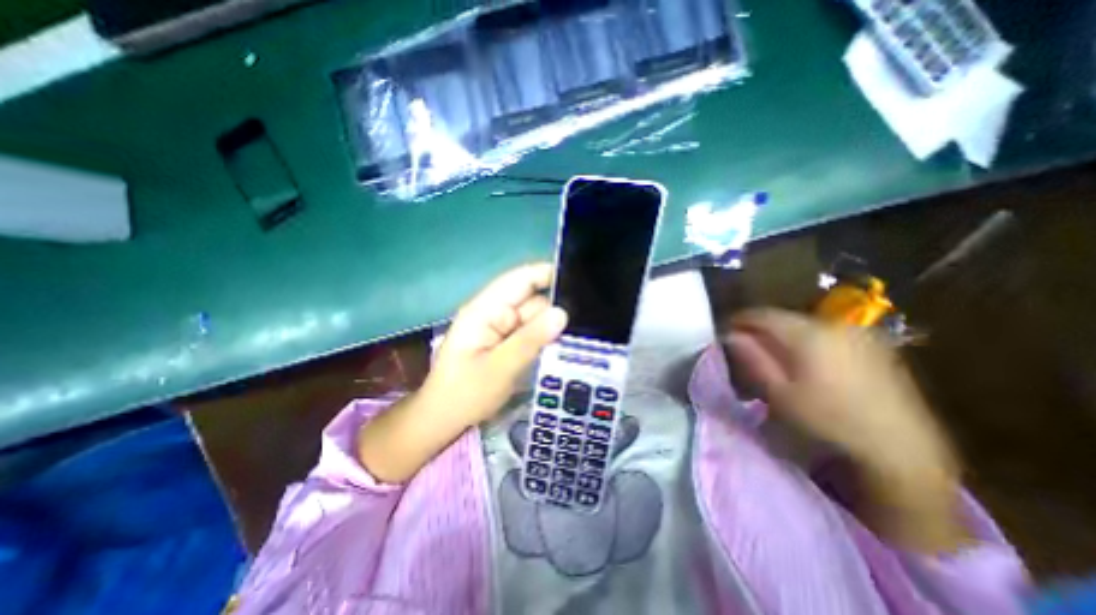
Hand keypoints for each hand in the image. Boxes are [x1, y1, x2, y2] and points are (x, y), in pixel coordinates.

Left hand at [420, 263, 569, 426]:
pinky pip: (531, 332)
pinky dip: (546, 337)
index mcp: (485, 310)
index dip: (547, 274)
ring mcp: (501, 327)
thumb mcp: (500, 368)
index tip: (579, 280)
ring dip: (553, 325)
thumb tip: (562, 313)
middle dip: (556, 308)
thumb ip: (531, 339)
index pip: (520, 280)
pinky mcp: (506, 341)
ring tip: (581, 335)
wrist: (443, 420)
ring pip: (535, 317)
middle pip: (532, 300)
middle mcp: (494, 312)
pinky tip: (565, 344)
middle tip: (589, 320)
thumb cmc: (464, 394)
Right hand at [726, 311, 964, 554]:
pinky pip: (826, 334)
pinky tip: (805, 362)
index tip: (724, 331)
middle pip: (784, 319)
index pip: (762, 315)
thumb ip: (753, 359)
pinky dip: (807, 342)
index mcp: (809, 334)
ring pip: (805, 326)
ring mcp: (857, 334)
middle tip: (746, 347)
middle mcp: (834, 325)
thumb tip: (730, 335)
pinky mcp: (872, 345)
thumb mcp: (780, 393)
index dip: (739, 321)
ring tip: (772, 355)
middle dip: (761, 330)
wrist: (901, 448)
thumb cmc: (829, 420)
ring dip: (783, 336)